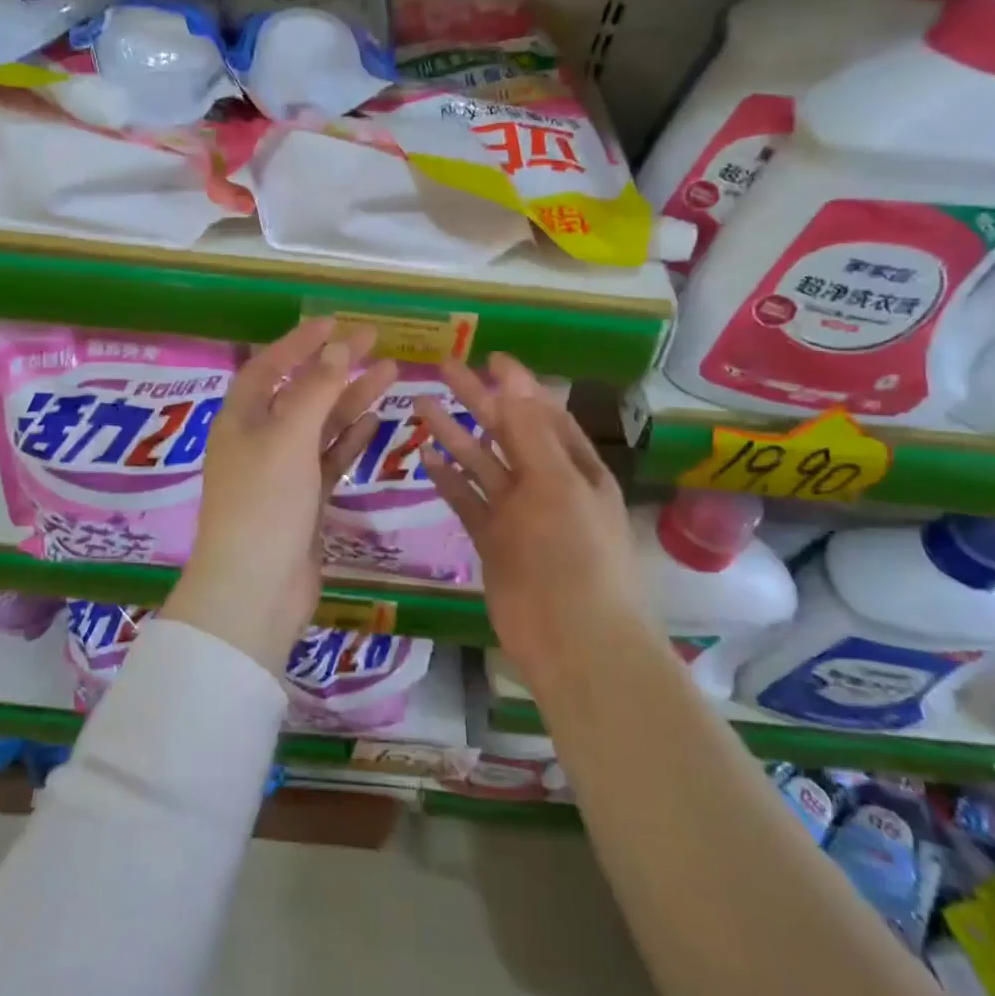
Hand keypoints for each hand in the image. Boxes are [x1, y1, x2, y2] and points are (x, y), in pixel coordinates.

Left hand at [166, 319, 396, 670]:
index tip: (335, 322)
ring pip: (321, 425)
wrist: (255, 589)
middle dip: (336, 365)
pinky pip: (329, 459)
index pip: (269, 365)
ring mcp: (282, 472)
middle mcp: (258, 439)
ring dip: (352, 399)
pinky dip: (350, 439)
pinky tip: (376, 420)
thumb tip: (339, 345)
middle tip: (376, 340)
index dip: (300, 342)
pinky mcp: (304, 501)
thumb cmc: (264, 502)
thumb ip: (316, 388)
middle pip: (300, 391)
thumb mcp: (288, 436)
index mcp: (240, 418)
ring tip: (391, 372)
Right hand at [414, 353, 645, 683]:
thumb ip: (530, 432)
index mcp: (574, 466)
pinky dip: (449, 479)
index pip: (541, 412)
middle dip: (477, 399)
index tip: (488, 356)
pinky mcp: (493, 540)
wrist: (573, 639)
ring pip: (481, 464)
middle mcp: (546, 484)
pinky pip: (467, 501)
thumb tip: (513, 377)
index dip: (516, 384)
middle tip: (442, 369)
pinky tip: (425, 457)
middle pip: (506, 431)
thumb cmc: (574, 553)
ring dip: (455, 435)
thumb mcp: (556, 483)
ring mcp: (517, 514)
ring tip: (421, 405)